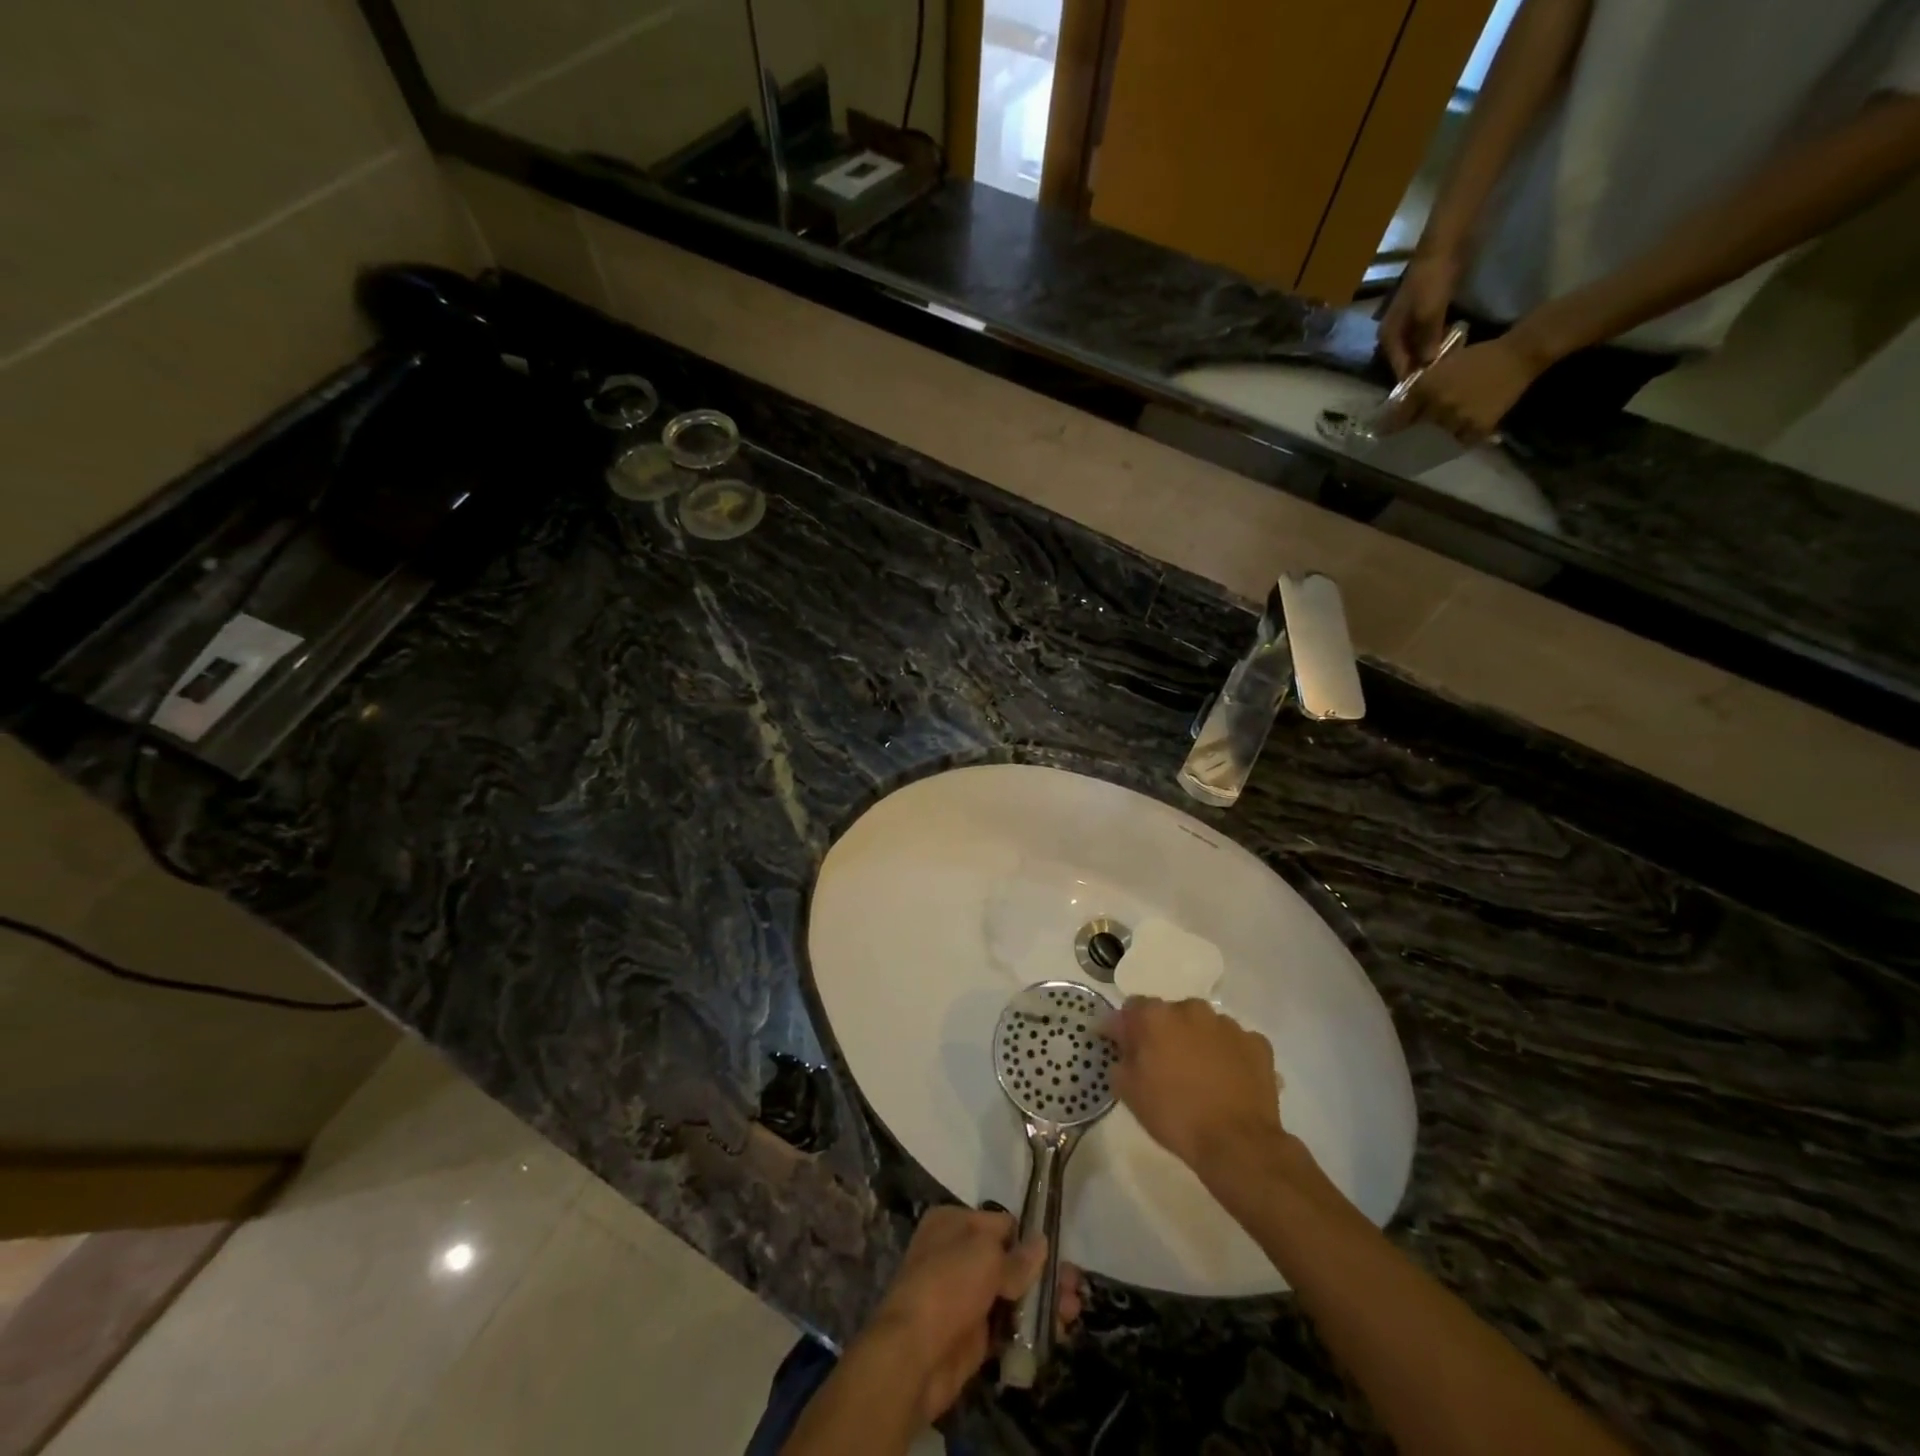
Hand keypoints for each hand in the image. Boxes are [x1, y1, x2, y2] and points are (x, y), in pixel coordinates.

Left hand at [865, 1207, 1083, 1423]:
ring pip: (1011, 1293)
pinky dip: (1030, 1327)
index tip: (1058, 1251)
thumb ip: (1018, 1256)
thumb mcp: (986, 1257)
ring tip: (1074, 1309)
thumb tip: (1041, 1244)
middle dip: (1042, 1271)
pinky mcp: (972, 1335)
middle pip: (1009, 1259)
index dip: (1029, 1237)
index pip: (1001, 1223)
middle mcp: (958, 1254)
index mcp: (953, 1222)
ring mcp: (965, 1296)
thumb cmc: (948, 1284)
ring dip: (1042, 1300)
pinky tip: (1058, 1330)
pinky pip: (1007, 1325)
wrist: (914, 1353)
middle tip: (1075, 1284)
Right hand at [1100, 997, 1283, 1175]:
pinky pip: (1235, 1043)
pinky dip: (1229, 1056)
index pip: (1132, 1008)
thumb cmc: (1174, 1115)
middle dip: (1166, 1034)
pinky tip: (1229, 1082)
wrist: (1237, 1144)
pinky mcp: (1257, 1044)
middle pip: (1171, 1014)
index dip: (1128, 1028)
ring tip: (1201, 1077)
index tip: (1126, 1049)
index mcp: (1156, 1016)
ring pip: (1205, 1027)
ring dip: (1198, 1042)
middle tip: (1165, 1066)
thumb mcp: (1129, 1090)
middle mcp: (1192, 1009)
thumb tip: (1121, 1039)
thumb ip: (1120, 1055)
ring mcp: (1228, 1025)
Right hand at [1377, 252, 1461, 378]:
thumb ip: (1427, 341)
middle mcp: (1393, 336)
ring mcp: (1408, 326)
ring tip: (1451, 366)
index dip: (1414, 380)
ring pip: (1419, 351)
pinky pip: (1428, 339)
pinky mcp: (1423, 317)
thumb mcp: (1429, 313)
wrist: (1443, 246)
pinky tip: (1452, 348)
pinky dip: (1438, 345)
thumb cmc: (1432, 280)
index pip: (1399, 369)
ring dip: (1432, 357)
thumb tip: (1428, 366)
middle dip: (1424, 370)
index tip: (1432, 389)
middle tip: (1445, 378)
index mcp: (1388, 338)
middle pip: (1407, 362)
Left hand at [1389, 334, 1543, 445]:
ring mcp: (1457, 419)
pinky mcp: (1477, 428)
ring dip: (1438, 437)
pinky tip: (1460, 433)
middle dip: (1413, 434)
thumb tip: (1398, 412)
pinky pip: (1460, 442)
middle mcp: (1438, 406)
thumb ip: (1418, 389)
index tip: (1382, 435)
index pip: (1398, 418)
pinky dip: (1459, 439)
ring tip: (1441, 434)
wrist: (1518, 355)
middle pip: (1417, 431)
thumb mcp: (1440, 368)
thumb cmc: (1476, 358)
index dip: (1388, 428)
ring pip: (1438, 438)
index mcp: (1425, 389)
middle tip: (1409, 439)